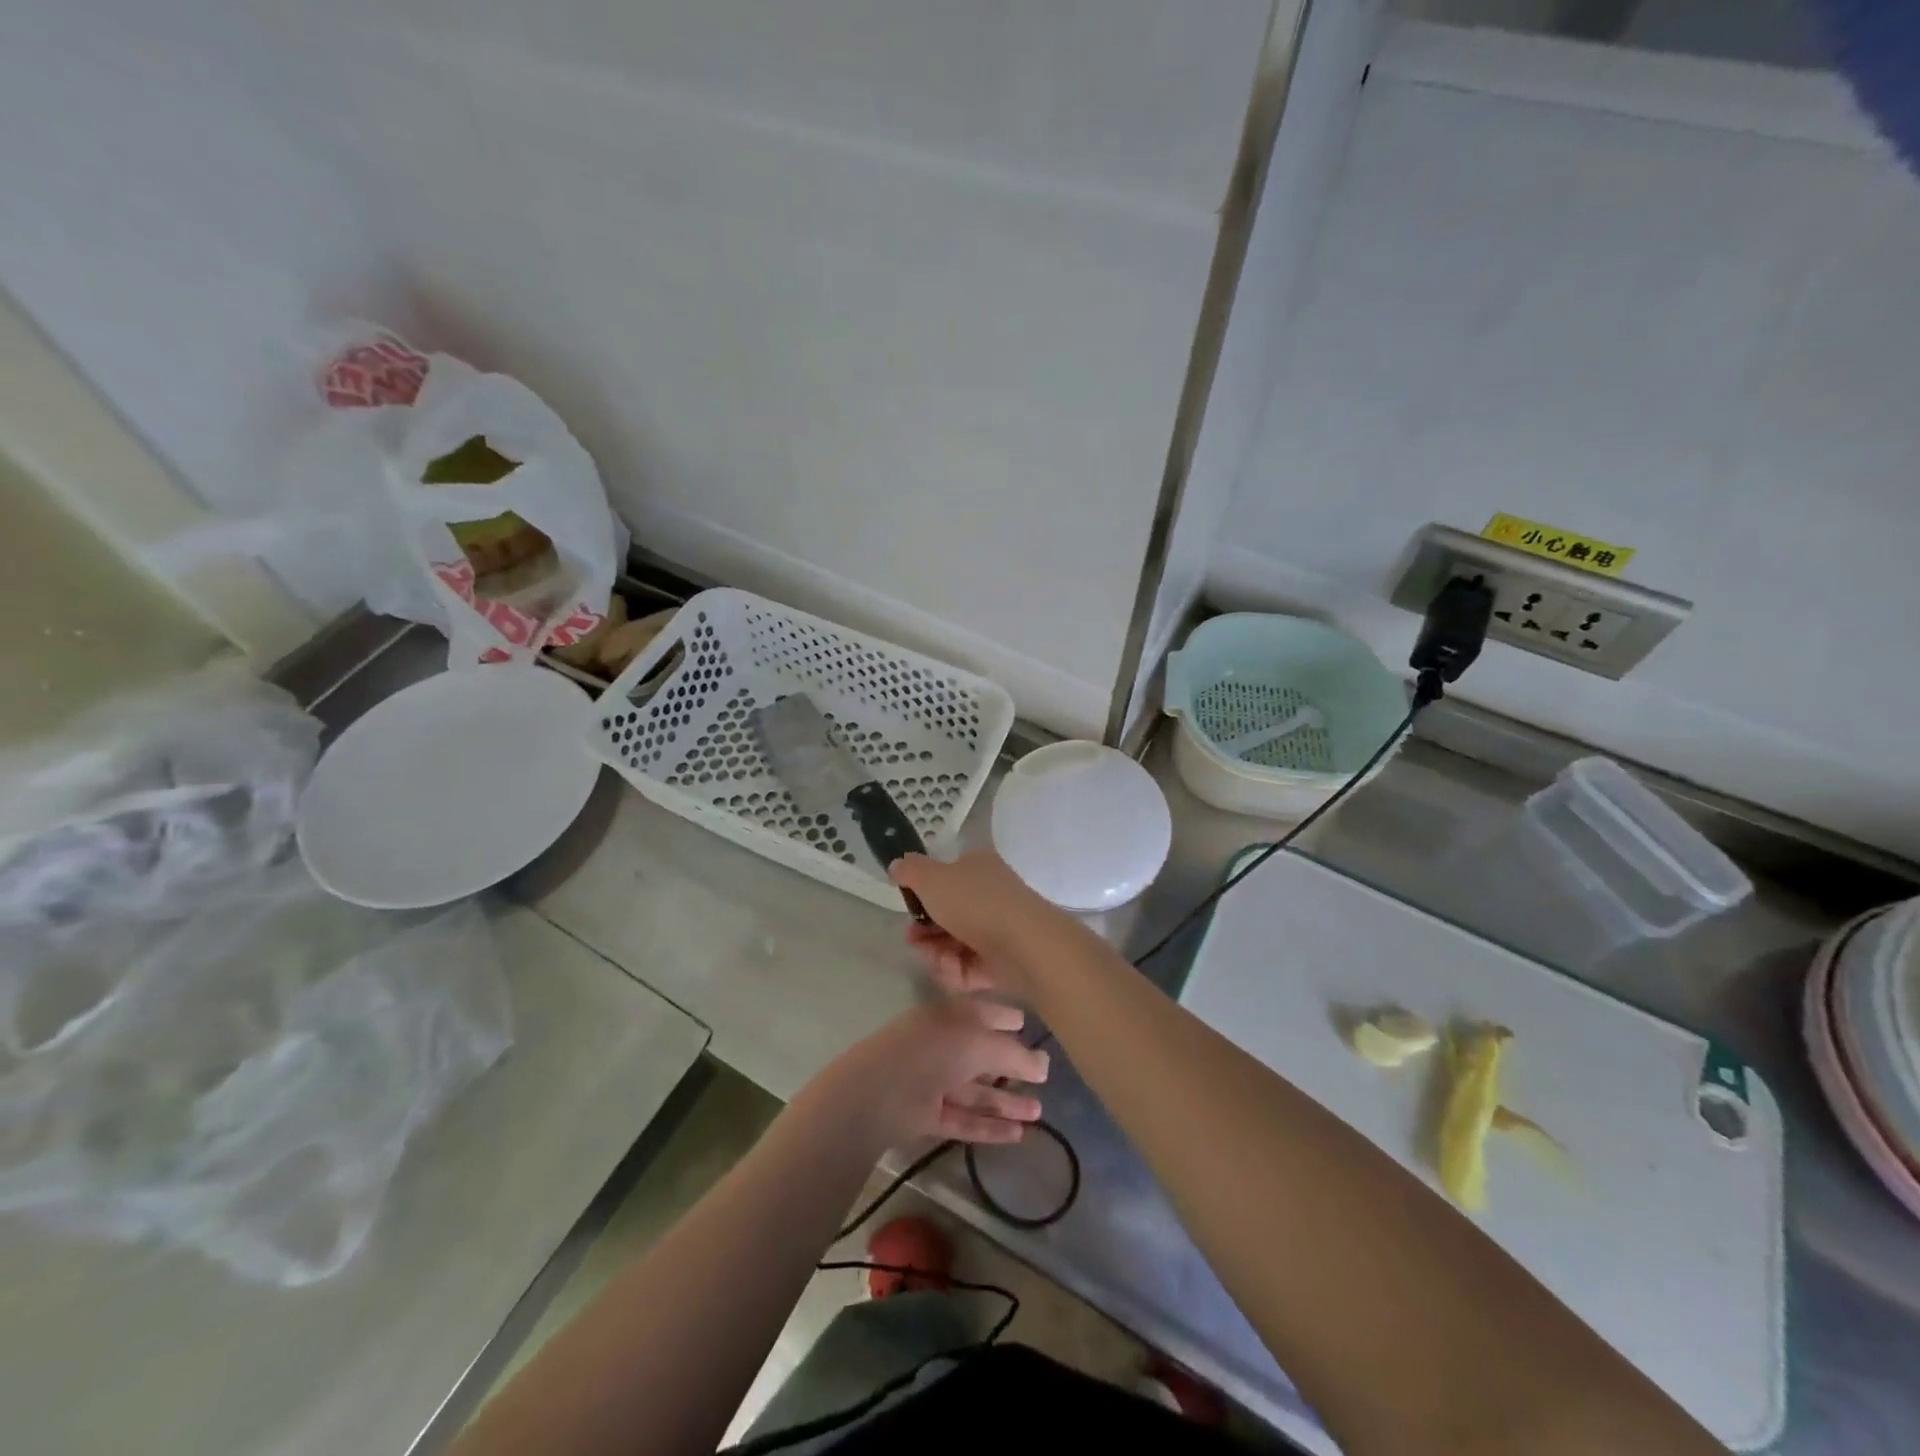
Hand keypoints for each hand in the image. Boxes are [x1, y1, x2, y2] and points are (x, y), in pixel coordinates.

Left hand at [812, 998, 1049, 1150]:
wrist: (876, 1093)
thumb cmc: (933, 1052)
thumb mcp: (980, 1043)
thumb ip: (1014, 1054)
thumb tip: (1044, 1065)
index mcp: (951, 1016)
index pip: (983, 1012)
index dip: (1006, 1017)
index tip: (1028, 1026)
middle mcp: (943, 1045)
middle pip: (982, 1054)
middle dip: (1012, 1065)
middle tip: (1044, 1079)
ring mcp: (933, 1081)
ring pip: (976, 1090)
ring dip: (1006, 1100)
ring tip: (1039, 1112)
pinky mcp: (927, 1115)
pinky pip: (964, 1118)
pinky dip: (989, 1125)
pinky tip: (1018, 1135)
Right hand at [890, 850, 1071, 1002]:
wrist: (1025, 945)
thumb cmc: (976, 903)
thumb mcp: (932, 878)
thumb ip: (910, 870)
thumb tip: (898, 864)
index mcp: (977, 867)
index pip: (945, 877)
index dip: (922, 894)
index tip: (908, 909)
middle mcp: (990, 894)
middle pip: (947, 914)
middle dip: (925, 931)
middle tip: (914, 941)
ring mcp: (999, 928)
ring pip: (956, 943)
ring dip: (938, 954)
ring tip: (936, 961)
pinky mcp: (1004, 961)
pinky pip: (971, 967)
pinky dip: (958, 971)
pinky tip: (953, 973)